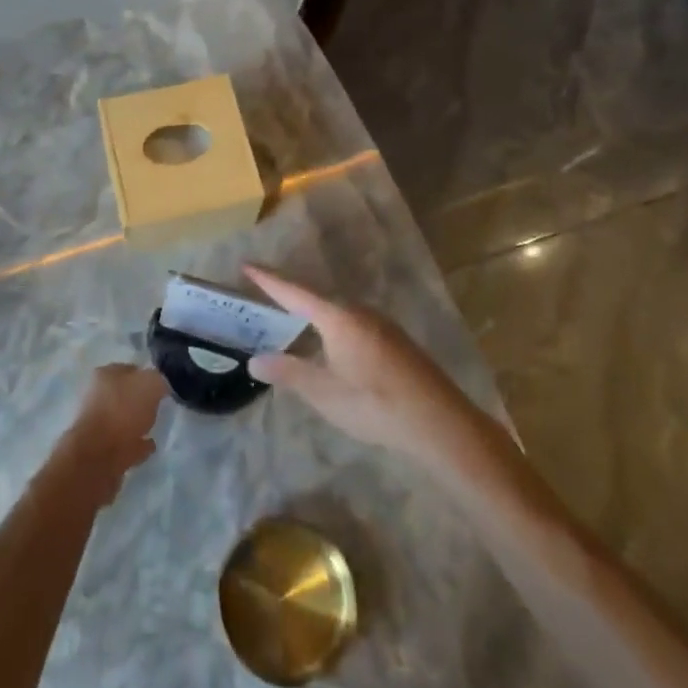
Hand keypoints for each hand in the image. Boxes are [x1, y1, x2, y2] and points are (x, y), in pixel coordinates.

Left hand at [51, 363, 166, 503]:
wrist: (98, 457)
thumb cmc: (122, 412)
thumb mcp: (150, 384)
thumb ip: (158, 380)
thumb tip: (160, 386)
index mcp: (105, 375)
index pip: (130, 369)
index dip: (147, 375)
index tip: (162, 386)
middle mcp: (97, 395)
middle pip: (125, 394)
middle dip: (140, 400)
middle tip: (159, 406)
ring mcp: (97, 424)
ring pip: (123, 419)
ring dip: (137, 422)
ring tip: (155, 427)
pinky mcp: (100, 450)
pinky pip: (124, 442)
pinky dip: (136, 444)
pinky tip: (149, 446)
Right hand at [245, 266, 486, 468]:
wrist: (440, 423)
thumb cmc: (376, 404)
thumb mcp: (325, 393)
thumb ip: (289, 373)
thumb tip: (255, 359)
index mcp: (338, 317)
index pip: (294, 292)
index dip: (269, 280)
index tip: (247, 264)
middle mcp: (359, 311)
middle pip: (315, 295)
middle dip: (288, 292)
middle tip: (262, 289)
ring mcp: (380, 324)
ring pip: (335, 308)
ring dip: (310, 309)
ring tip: (288, 313)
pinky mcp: (393, 340)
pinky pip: (350, 320)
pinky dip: (329, 322)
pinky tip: (327, 340)